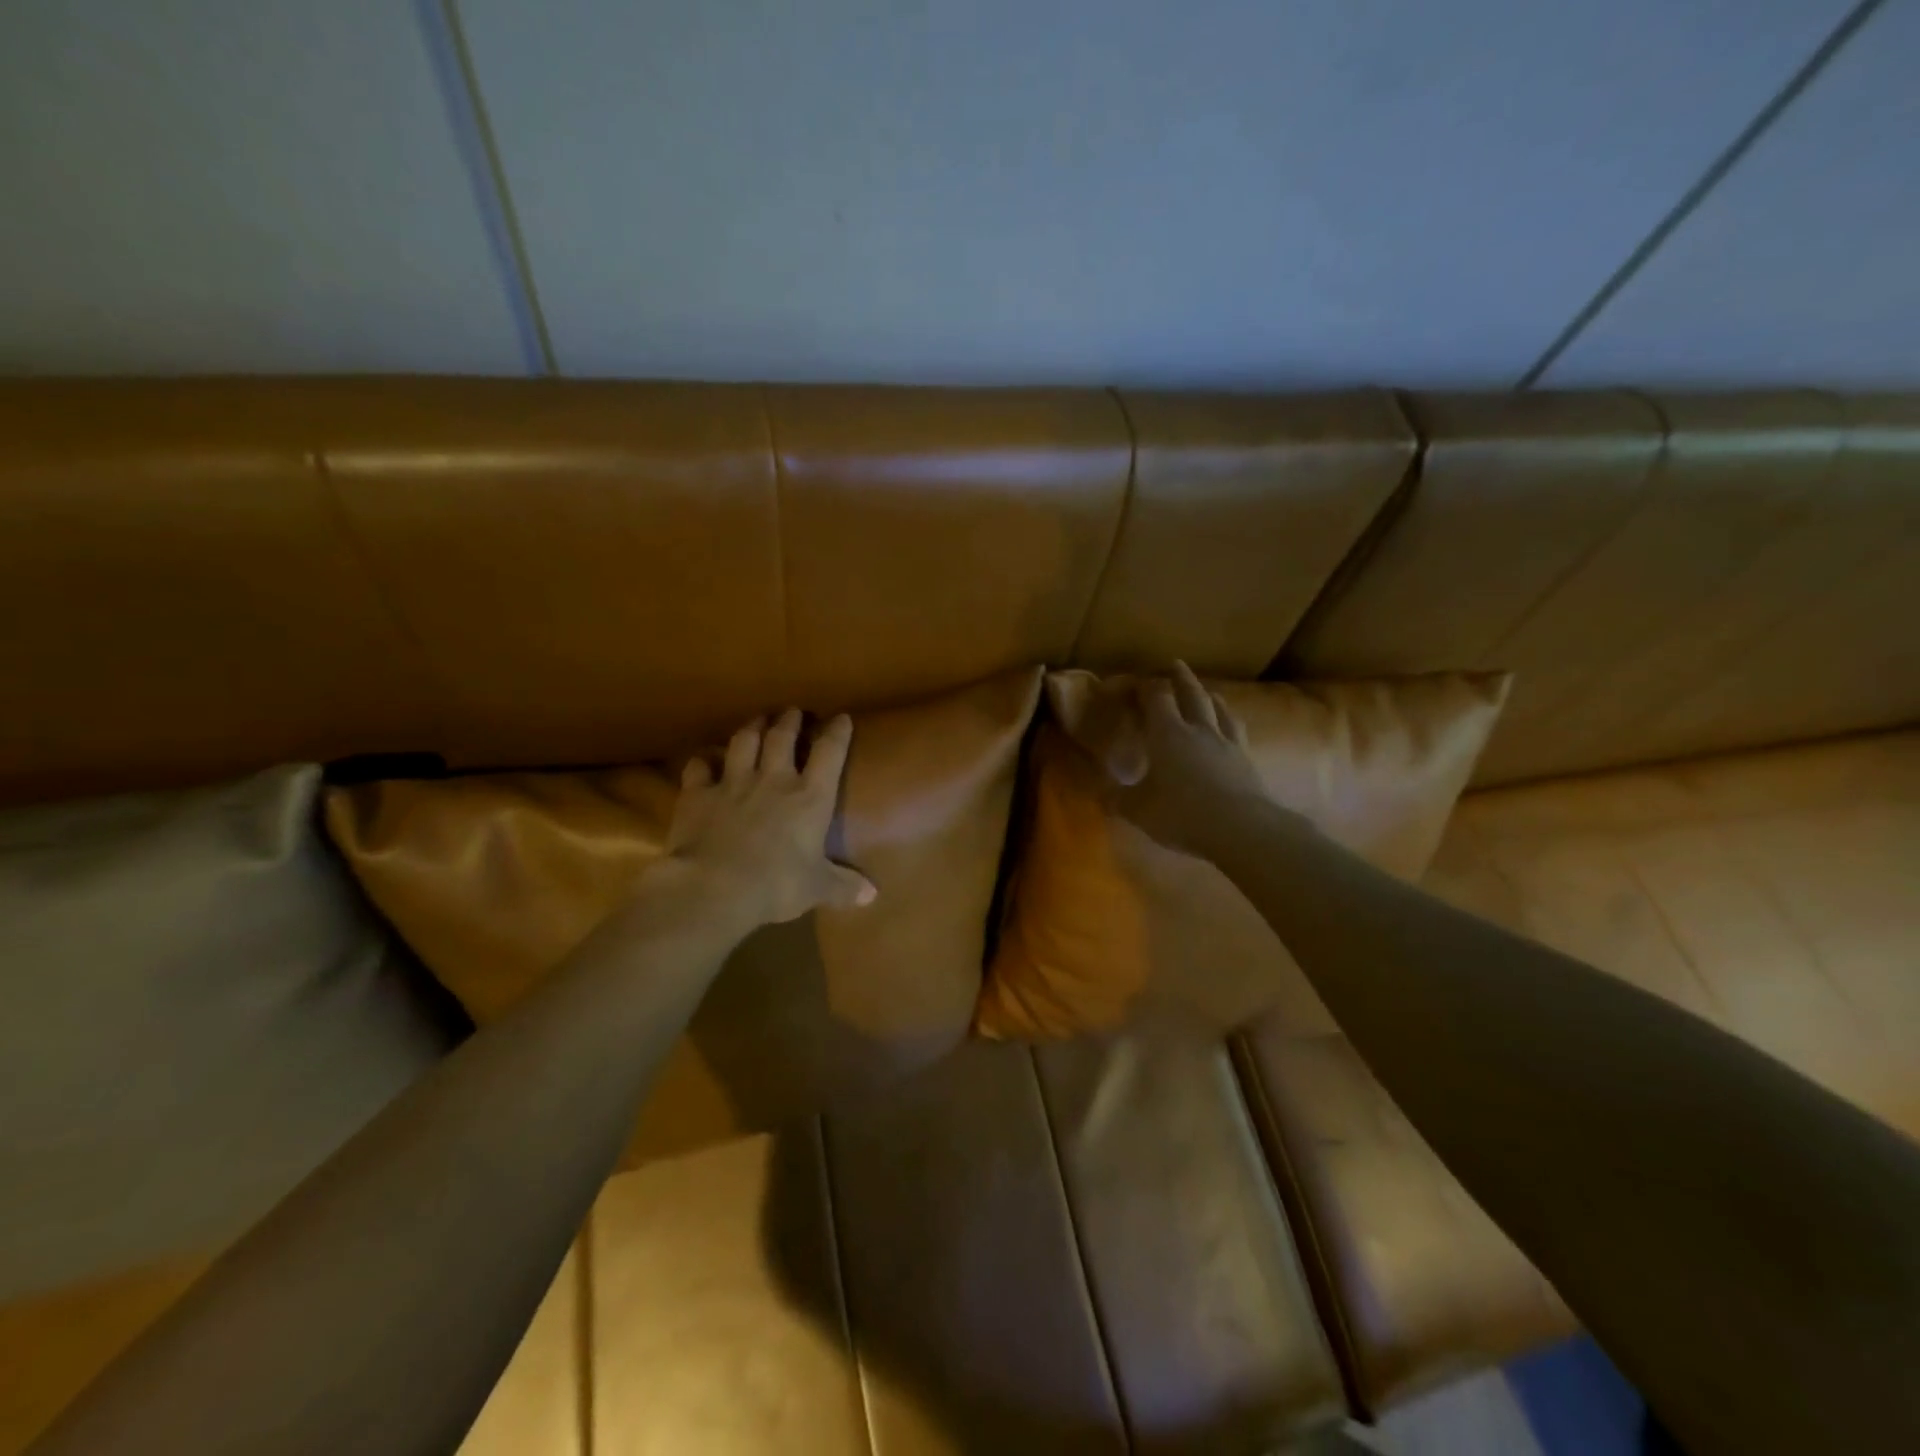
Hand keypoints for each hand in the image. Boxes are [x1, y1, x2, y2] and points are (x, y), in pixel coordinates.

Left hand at [663, 709, 876, 929]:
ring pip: (744, 742)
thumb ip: (843, 886)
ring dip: (752, 727)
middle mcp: (773, 780)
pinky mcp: (698, 794)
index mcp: (810, 798)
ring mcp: (733, 783)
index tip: (840, 718)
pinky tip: (705, 760)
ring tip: (757, 720)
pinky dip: (703, 761)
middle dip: (790, 721)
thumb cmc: (777, 885)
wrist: (716, 887)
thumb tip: (872, 896)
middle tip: (792, 712)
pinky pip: (699, 767)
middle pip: (782, 737)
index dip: (837, 732)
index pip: (829, 753)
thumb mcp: (817, 888)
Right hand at [1072, 662, 1266, 856]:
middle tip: (1175, 664)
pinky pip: (1238, 732)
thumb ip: (1118, 798)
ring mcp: (1227, 743)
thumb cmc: (1182, 814)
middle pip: (1192, 694)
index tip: (1136, 682)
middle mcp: (1198, 730)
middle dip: (1181, 678)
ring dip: (1211, 697)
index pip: (1156, 699)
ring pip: (1220, 710)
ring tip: (1208, 693)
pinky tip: (1232, 729)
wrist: (1242, 828)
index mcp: (1167, 734)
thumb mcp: (1138, 810)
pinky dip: (1231, 723)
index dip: (1146, 687)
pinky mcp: (1248, 761)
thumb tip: (1098, 790)